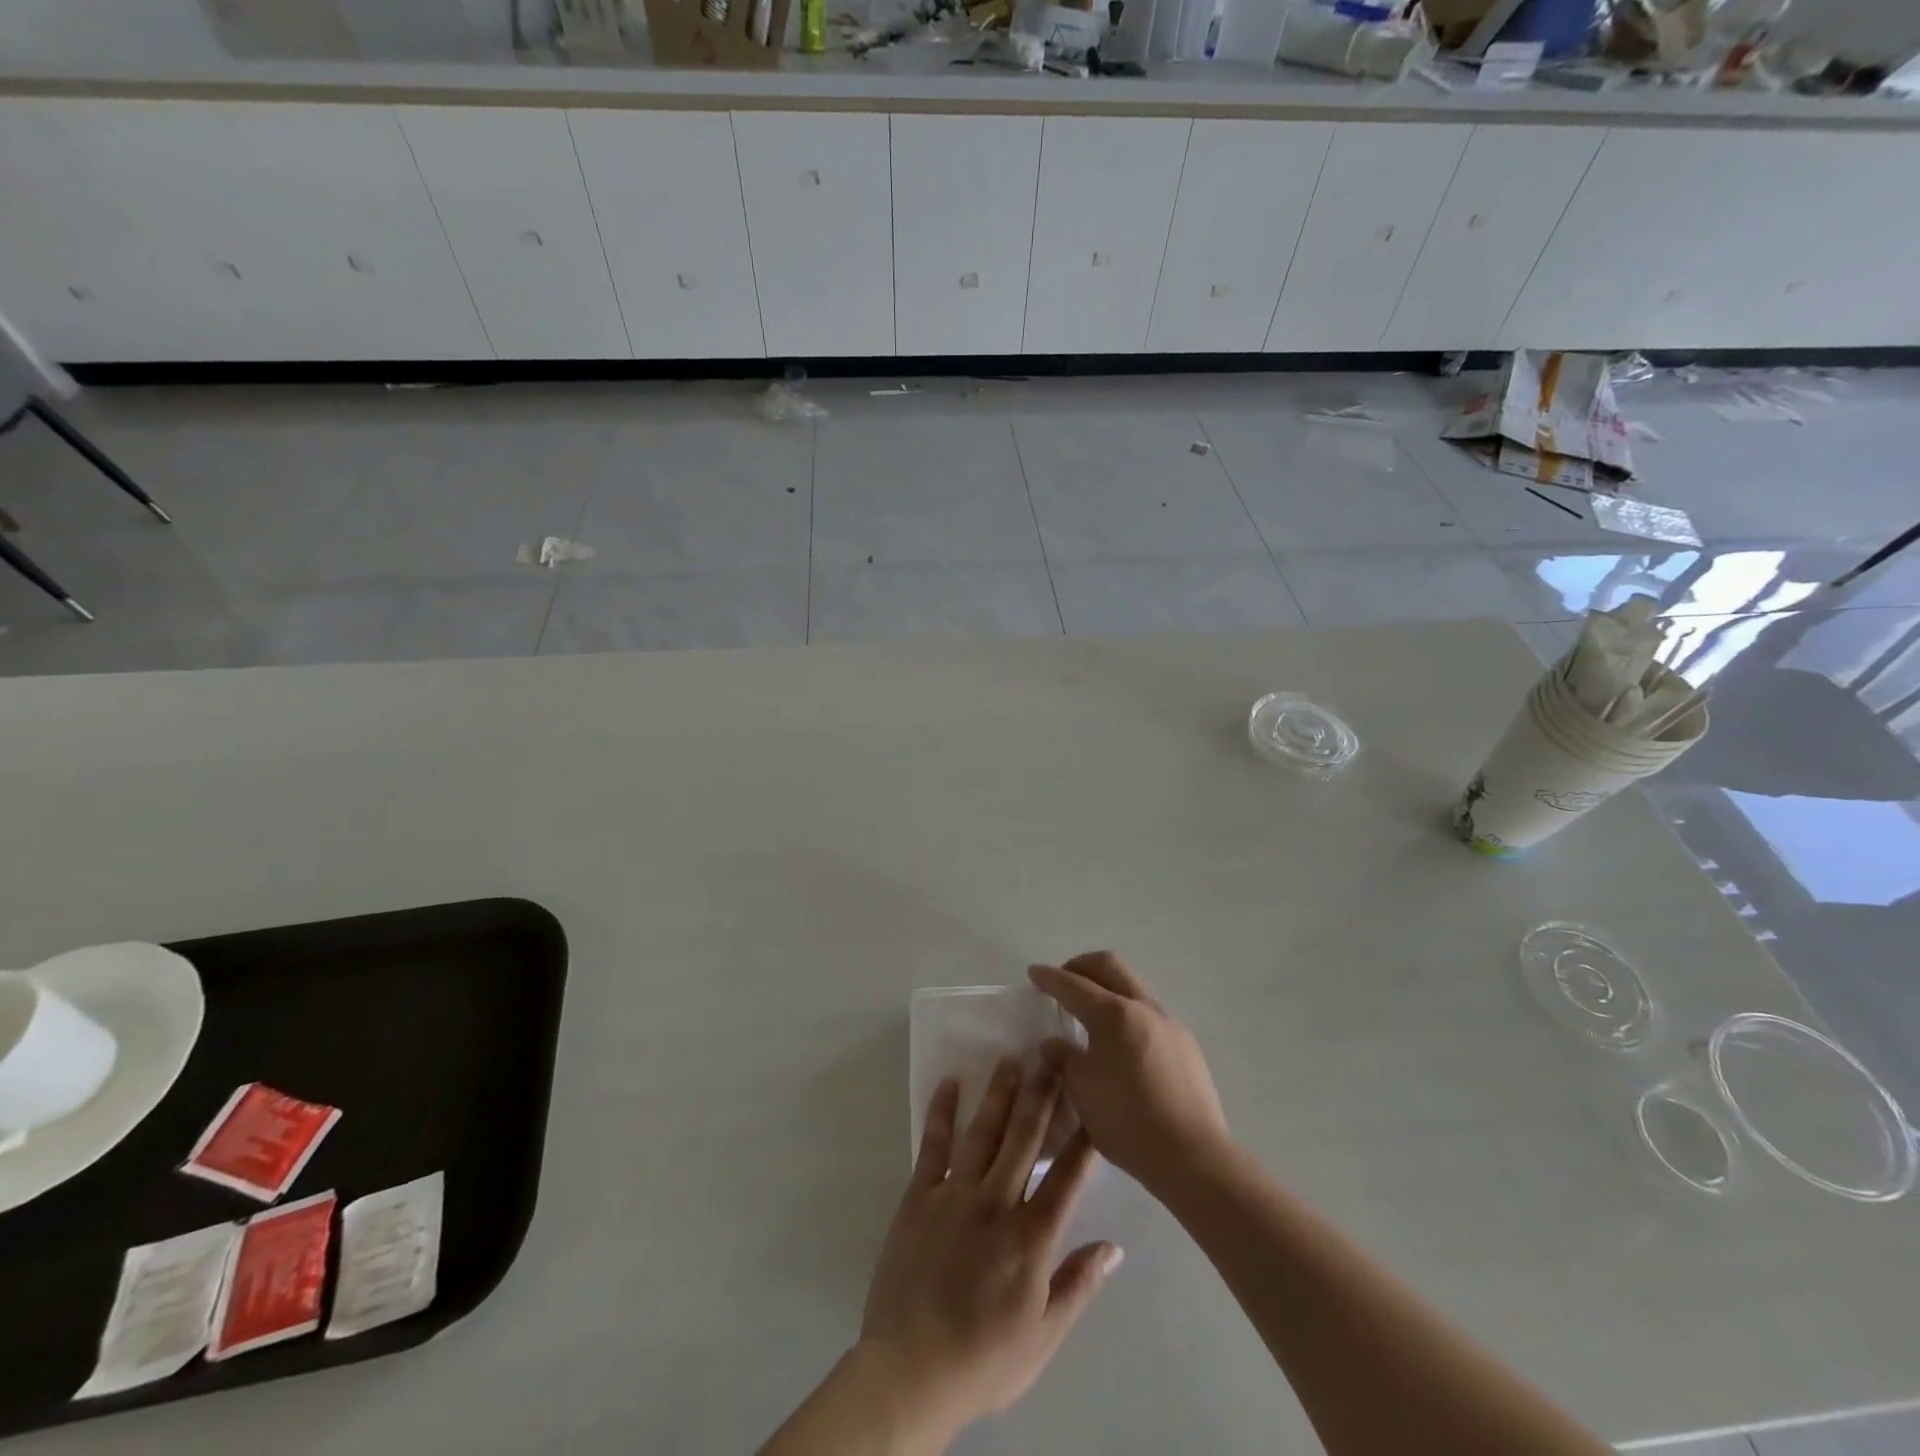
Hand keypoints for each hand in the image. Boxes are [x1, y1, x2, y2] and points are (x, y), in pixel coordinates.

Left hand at [857, 1059, 1121, 1447]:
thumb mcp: (1044, 1336)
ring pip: (983, 1132)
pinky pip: (933, 1145)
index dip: (1082, 1140)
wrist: (911, 1371)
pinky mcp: (919, 1196)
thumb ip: (1079, 1285)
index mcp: (1031, 1237)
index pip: (1067, 1178)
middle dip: (1041, 1095)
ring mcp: (955, 1195)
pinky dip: (941, 1112)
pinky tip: (949, 1084)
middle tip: (1051, 1057)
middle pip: (1024, 1139)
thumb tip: (1115, 1247)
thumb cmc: (984, 1359)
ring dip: (998, 1093)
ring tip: (1010, 1059)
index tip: (1093, 1103)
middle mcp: (997, 1203)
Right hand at [1029, 952, 1230, 1195]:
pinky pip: (1150, 1014)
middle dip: (1081, 966)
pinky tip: (1122, 1044)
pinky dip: (1128, 1014)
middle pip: (1109, 966)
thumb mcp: (1082, 1090)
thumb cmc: (1127, 1120)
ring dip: (1108, 989)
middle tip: (1063, 980)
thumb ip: (1064, 1058)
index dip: (1050, 977)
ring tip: (1091, 1015)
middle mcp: (1143, 1007)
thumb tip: (1053, 1043)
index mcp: (1113, 1013)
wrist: (1193, 1156)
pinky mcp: (1187, 1044)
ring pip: (1133, 987)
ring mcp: (1169, 1023)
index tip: (1033, 972)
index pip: (1073, 984)